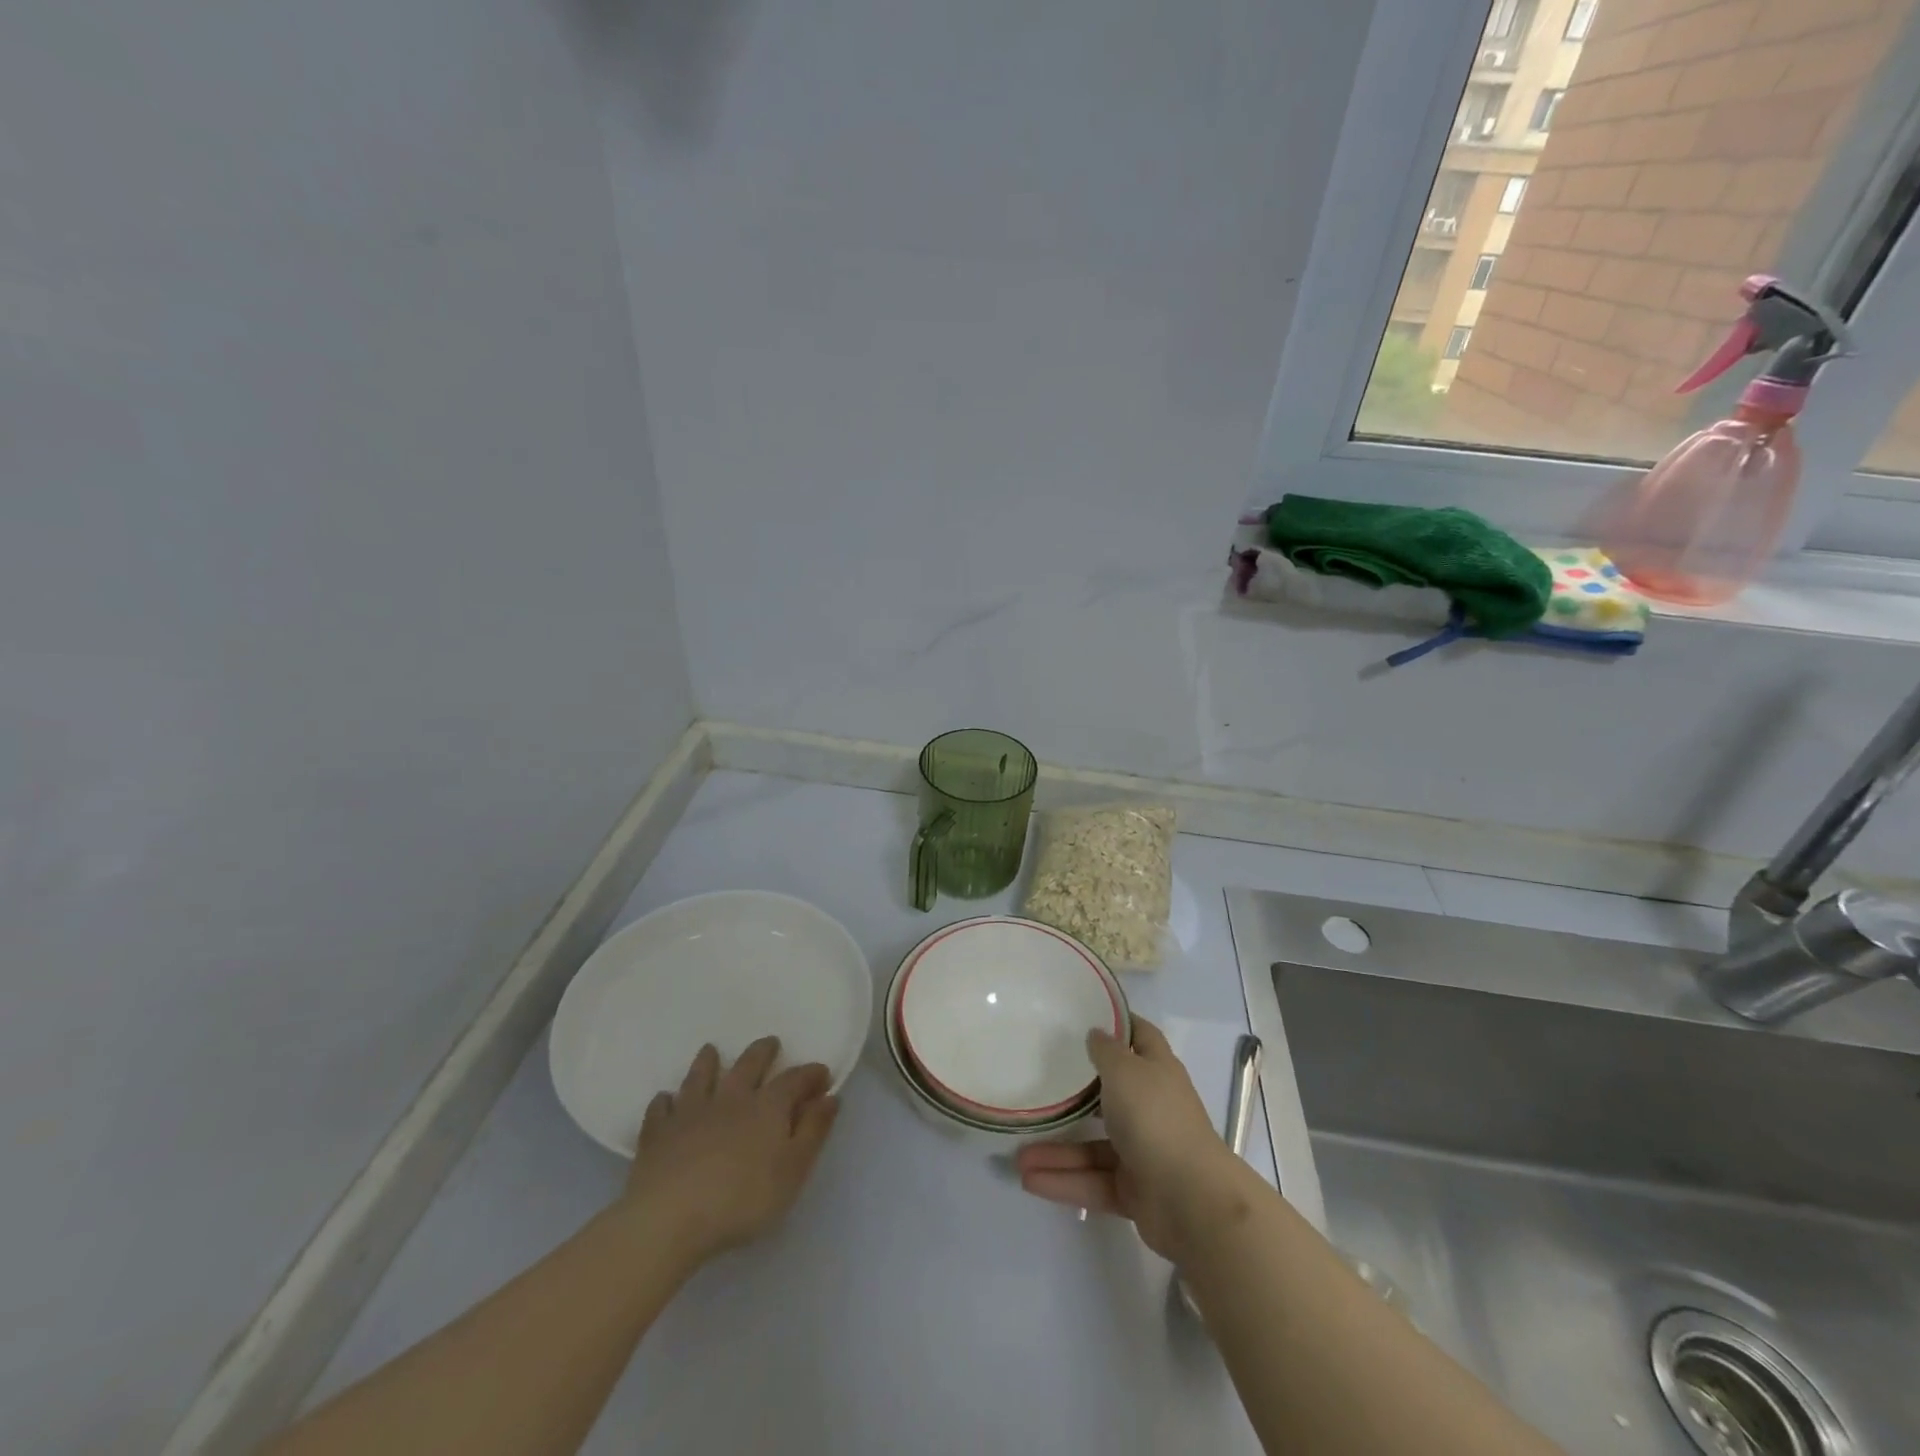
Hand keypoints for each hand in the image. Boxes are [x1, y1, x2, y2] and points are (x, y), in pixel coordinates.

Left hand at [621, 1036, 839, 1263]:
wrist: (670, 1217)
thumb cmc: (743, 1199)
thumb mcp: (793, 1170)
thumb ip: (813, 1131)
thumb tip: (830, 1097)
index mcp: (767, 1106)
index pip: (794, 1079)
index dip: (810, 1074)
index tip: (822, 1074)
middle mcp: (731, 1098)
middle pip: (748, 1064)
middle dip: (762, 1052)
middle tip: (770, 1044)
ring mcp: (691, 1111)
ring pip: (701, 1076)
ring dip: (708, 1062)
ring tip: (711, 1051)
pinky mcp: (658, 1133)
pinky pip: (661, 1108)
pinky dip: (666, 1101)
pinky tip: (666, 1100)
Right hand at [1015, 1017, 1257, 1263]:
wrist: (1192, 1202)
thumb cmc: (1156, 1119)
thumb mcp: (1125, 1071)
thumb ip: (1106, 1051)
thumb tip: (1096, 1033)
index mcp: (1157, 1071)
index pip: (1140, 1036)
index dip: (1118, 1023)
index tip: (1084, 1015)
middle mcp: (1151, 1107)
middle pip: (1110, 1093)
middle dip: (1075, 1093)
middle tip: (1037, 1082)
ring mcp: (1143, 1151)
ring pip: (1093, 1145)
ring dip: (1057, 1150)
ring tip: (1017, 1155)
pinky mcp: (1134, 1191)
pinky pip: (1092, 1180)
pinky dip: (1064, 1180)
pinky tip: (1029, 1180)